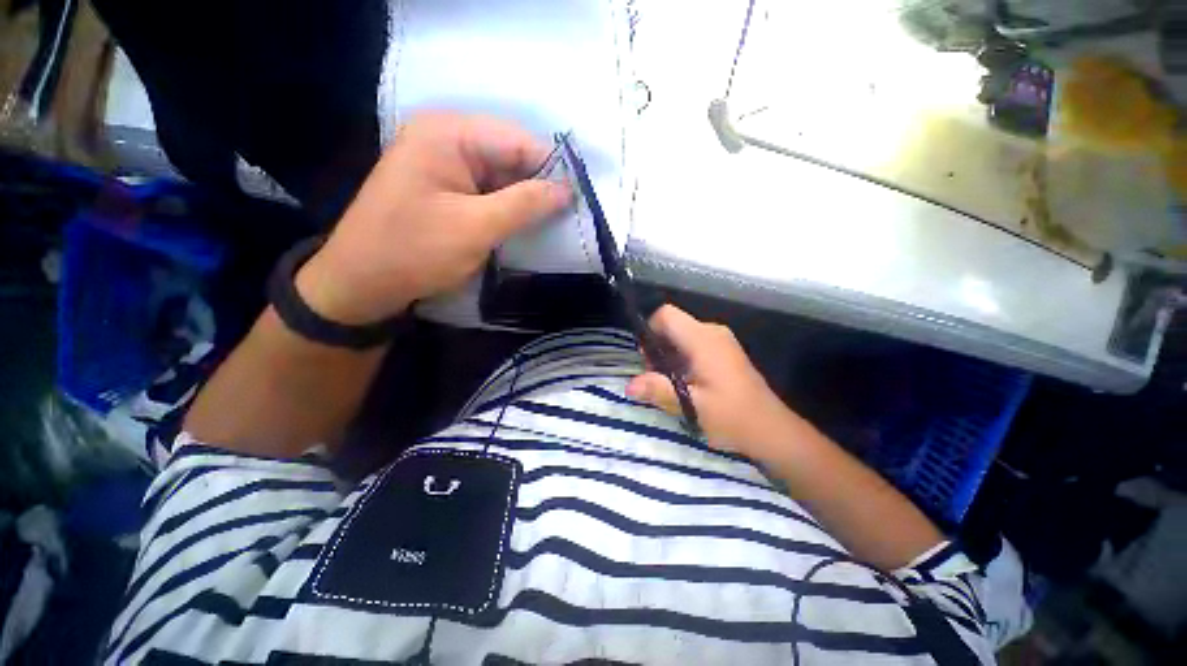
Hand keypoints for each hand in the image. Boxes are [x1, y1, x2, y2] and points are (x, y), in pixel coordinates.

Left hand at [296, 112, 570, 323]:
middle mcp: (447, 139)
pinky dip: (509, 208)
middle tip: (570, 215)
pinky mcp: (447, 188)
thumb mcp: (476, 227)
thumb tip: (568, 190)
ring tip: (554, 223)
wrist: (363, 283)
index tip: (579, 199)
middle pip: (511, 156)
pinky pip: (489, 191)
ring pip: (503, 176)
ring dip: (526, 200)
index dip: (552, 168)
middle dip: (540, 185)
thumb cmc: (414, 251)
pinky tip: (526, 225)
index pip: (518, 141)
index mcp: (448, 134)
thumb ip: (525, 204)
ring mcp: (446, 164)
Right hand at [626, 305, 802, 460]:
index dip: (649, 330)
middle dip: (657, 347)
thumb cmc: (732, 417)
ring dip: (668, 355)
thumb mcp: (692, 406)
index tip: (646, 358)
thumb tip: (629, 385)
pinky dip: (681, 357)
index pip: (666, 315)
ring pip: (681, 335)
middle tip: (656, 377)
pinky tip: (685, 382)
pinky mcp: (724, 350)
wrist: (771, 429)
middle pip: (672, 325)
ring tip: (669, 383)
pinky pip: (693, 343)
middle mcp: (712, 332)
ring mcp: (720, 340)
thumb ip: (659, 391)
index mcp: (703, 340)